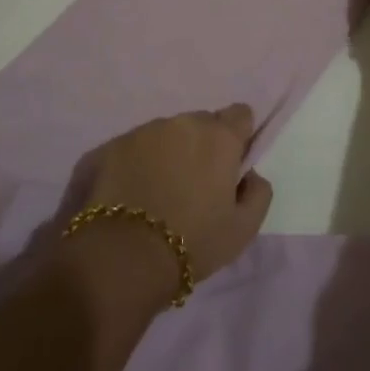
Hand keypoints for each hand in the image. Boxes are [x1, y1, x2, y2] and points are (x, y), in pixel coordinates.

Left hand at [67, 106, 273, 303]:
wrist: (124, 255)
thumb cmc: (193, 240)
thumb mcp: (245, 228)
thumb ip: (258, 191)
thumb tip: (249, 174)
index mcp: (219, 137)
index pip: (240, 114)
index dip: (239, 137)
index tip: (231, 163)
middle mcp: (182, 124)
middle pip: (201, 123)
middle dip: (202, 146)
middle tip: (194, 185)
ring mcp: (143, 132)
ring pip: (166, 134)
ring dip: (169, 153)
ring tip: (159, 192)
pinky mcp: (111, 146)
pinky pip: (135, 147)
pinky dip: (138, 163)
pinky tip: (132, 194)